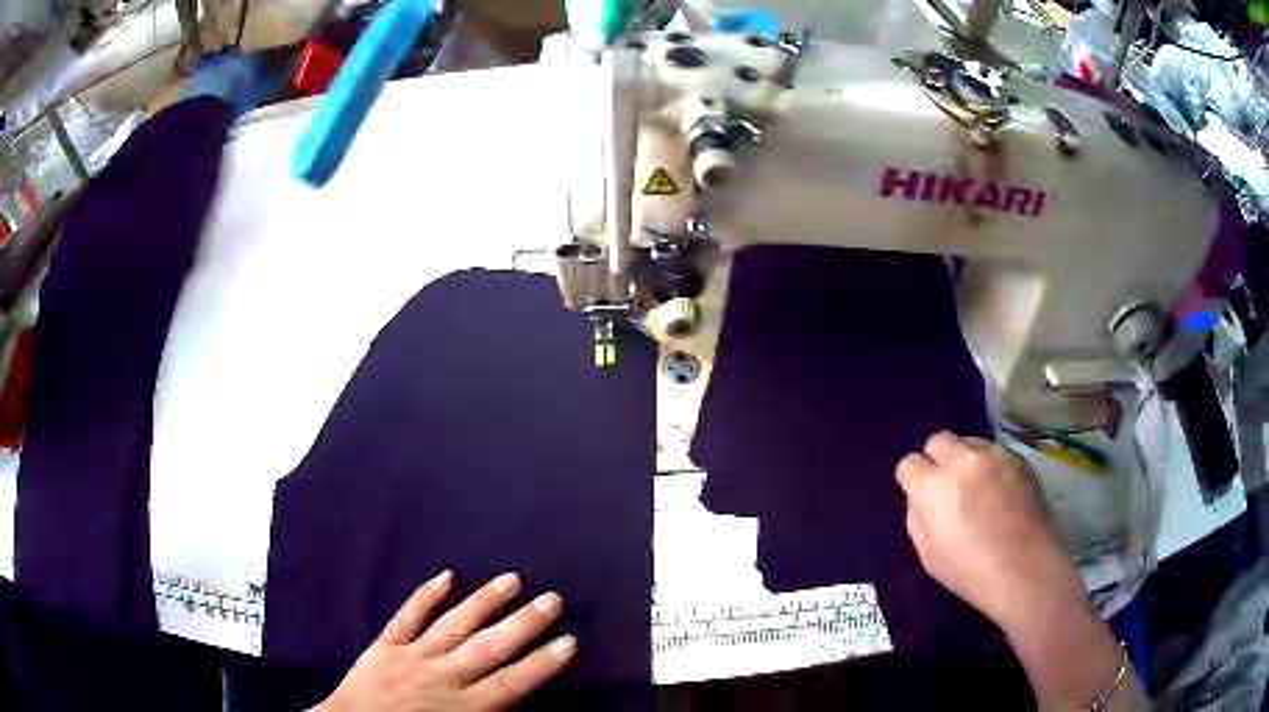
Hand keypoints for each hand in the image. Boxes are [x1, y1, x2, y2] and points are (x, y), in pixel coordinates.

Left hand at [315, 571, 575, 711]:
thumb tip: (521, 704)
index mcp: (463, 708)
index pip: (511, 684)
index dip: (542, 664)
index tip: (569, 642)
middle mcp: (442, 678)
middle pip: (489, 648)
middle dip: (524, 624)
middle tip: (552, 599)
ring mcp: (411, 657)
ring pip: (453, 625)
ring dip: (483, 602)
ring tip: (511, 579)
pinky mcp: (385, 645)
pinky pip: (406, 616)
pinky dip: (425, 595)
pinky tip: (445, 575)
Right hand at [895, 432, 1086, 632]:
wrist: (1025, 569)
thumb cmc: (970, 571)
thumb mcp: (927, 554)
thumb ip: (917, 518)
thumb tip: (920, 499)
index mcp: (933, 487)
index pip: (909, 464)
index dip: (913, 482)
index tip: (922, 499)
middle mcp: (962, 460)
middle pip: (937, 440)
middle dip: (937, 460)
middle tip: (948, 488)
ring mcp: (993, 454)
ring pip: (968, 442)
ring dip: (965, 460)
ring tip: (977, 489)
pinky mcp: (1017, 457)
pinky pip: (994, 450)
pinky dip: (989, 465)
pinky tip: (999, 491)